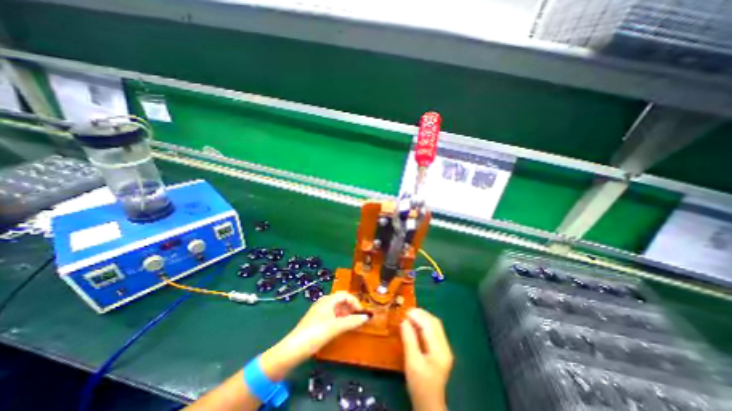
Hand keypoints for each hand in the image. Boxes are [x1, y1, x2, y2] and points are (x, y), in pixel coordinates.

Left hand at [261, 290, 368, 380]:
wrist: (293, 349)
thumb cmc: (316, 333)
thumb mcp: (336, 327)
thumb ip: (352, 321)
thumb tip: (366, 317)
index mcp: (328, 300)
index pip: (345, 295)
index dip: (355, 302)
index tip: (361, 313)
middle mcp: (324, 303)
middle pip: (341, 301)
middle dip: (351, 308)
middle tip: (358, 319)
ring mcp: (319, 312)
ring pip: (336, 309)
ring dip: (346, 314)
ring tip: (352, 324)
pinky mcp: (316, 321)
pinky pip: (332, 316)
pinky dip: (339, 320)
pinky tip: (341, 328)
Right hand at [400, 309, 451, 410]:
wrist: (429, 404)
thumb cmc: (419, 385)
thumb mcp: (412, 362)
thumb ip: (409, 339)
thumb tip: (404, 321)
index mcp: (439, 350)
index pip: (429, 325)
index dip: (417, 316)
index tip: (404, 312)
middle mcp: (445, 346)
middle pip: (434, 322)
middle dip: (420, 314)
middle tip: (406, 312)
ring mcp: (444, 348)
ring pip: (435, 325)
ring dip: (422, 317)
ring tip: (409, 316)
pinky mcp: (440, 349)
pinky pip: (433, 330)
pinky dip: (424, 324)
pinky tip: (415, 324)